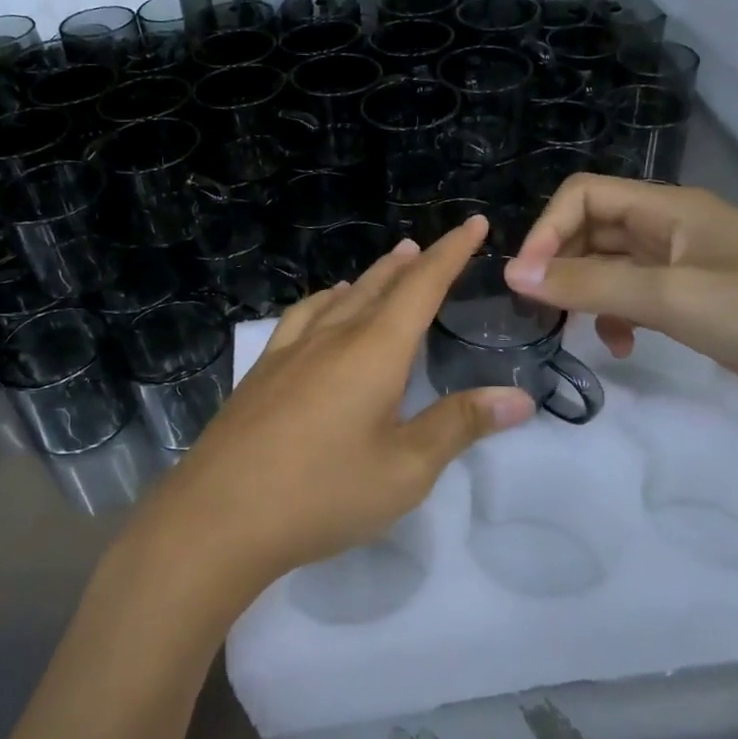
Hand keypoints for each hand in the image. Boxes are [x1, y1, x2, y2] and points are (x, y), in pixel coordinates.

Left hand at [156, 216, 534, 596]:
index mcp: (374, 352)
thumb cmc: (323, 493)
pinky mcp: (262, 372)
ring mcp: (290, 352)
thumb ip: (459, 426)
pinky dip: (325, 303)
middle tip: (427, 247)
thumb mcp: (405, 469)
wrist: (219, 515)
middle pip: (378, 286)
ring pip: (338, 299)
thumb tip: (518, 398)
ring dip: (368, 279)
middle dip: (410, 264)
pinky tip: (322, 311)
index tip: (473, 223)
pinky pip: (302, 318)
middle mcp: (333, 338)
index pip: (422, 287)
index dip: (452, 253)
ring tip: (385, 270)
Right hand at [506, 176, 737, 432]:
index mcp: (669, 208)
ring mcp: (685, 266)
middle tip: (541, 310)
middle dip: (561, 265)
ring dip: (585, 293)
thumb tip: (513, 274)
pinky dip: (616, 316)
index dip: (548, 231)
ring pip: (611, 266)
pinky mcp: (696, 302)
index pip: (584, 195)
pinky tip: (621, 346)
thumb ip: (590, 284)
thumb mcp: (671, 296)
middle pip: (593, 229)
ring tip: (574, 330)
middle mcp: (671, 228)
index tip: (528, 281)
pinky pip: (636, 297)